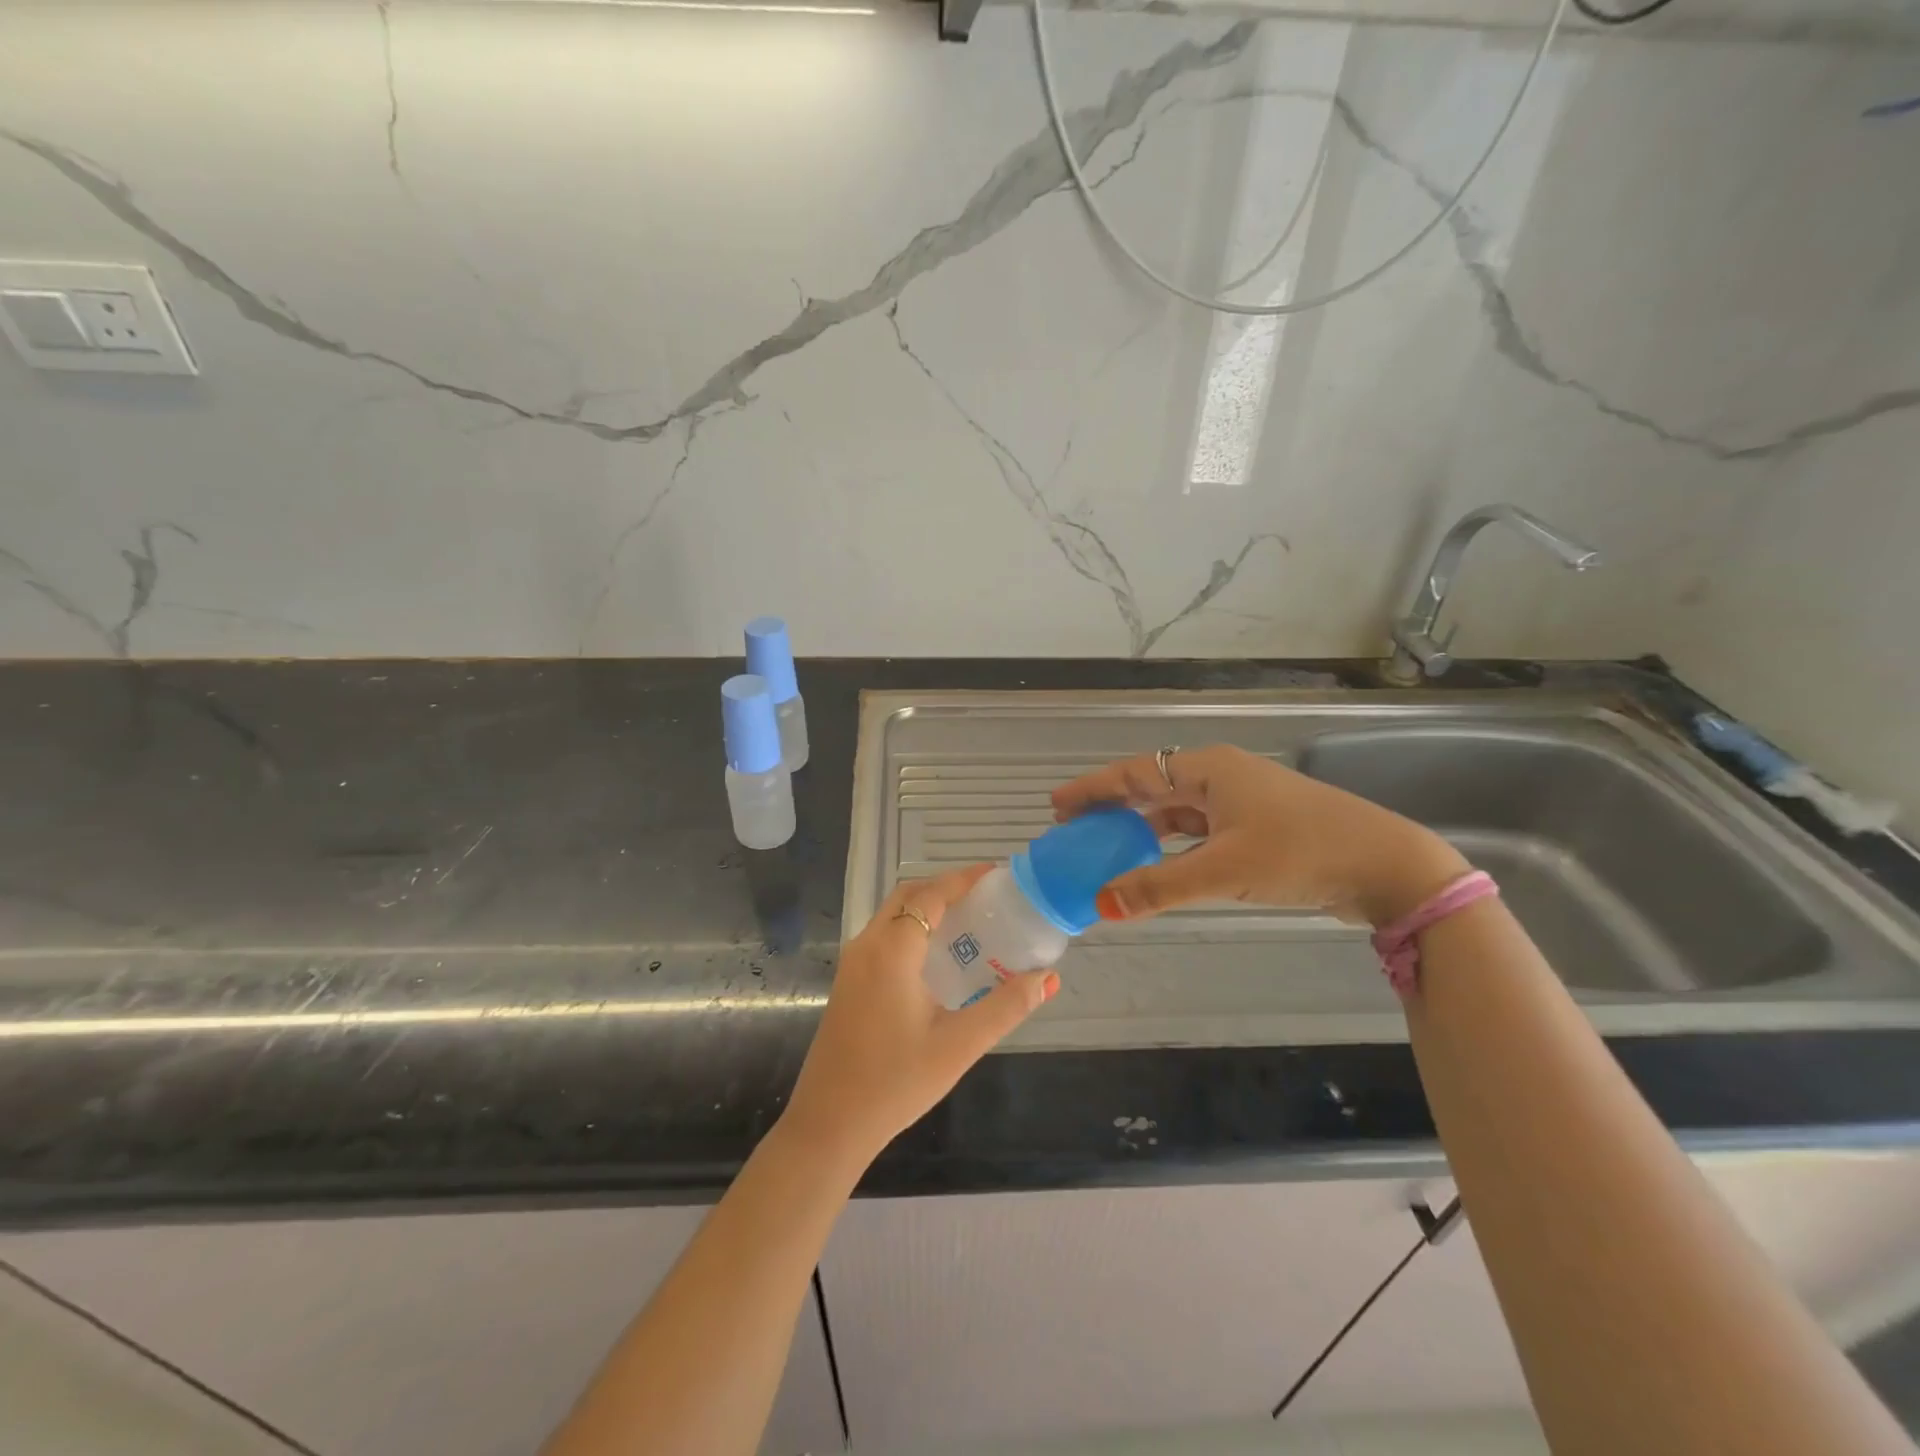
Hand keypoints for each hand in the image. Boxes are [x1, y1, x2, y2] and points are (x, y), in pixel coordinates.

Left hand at [779, 865, 1056, 1173]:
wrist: (829, 1125)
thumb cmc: (896, 1082)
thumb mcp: (959, 1045)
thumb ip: (1006, 1007)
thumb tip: (1048, 978)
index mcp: (892, 950)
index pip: (931, 894)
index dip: (964, 879)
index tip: (997, 875)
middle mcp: (867, 945)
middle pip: (909, 896)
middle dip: (946, 889)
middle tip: (987, 901)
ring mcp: (853, 964)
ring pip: (893, 916)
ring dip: (928, 909)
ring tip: (970, 925)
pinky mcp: (848, 983)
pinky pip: (884, 937)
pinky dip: (912, 930)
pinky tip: (938, 961)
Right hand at [1051, 745, 1467, 927]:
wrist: (1388, 866)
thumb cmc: (1300, 852)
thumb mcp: (1223, 870)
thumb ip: (1158, 887)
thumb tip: (1100, 905)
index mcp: (1210, 770)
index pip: (1136, 773)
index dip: (1093, 790)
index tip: (1057, 805)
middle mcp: (1221, 776)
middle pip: (1153, 786)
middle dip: (1112, 806)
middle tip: (1074, 828)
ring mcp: (1242, 801)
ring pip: (1177, 810)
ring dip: (1141, 828)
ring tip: (1106, 847)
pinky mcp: (1258, 826)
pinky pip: (1198, 829)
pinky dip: (1171, 845)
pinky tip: (1157, 863)